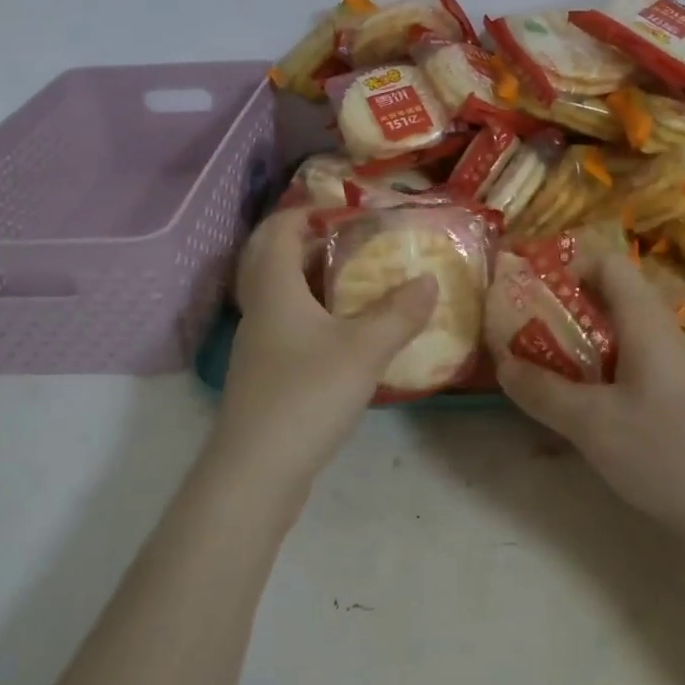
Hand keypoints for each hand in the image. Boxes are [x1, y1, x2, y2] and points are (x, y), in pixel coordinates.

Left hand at [211, 208, 437, 502]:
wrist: (255, 474)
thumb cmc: (306, 394)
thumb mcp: (364, 349)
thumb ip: (400, 313)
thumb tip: (428, 280)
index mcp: (275, 288)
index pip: (277, 229)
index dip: (306, 212)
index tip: (344, 211)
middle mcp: (260, 309)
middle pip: (277, 259)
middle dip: (314, 245)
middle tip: (357, 244)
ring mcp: (259, 345)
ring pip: (284, 295)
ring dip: (317, 282)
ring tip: (361, 284)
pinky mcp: (265, 375)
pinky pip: (290, 326)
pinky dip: (316, 316)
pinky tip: (348, 335)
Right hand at [496, 253, 684, 544]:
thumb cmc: (674, 454)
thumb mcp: (596, 425)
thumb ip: (545, 392)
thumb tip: (503, 363)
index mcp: (644, 322)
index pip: (607, 264)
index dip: (566, 267)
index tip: (527, 291)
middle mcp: (660, 336)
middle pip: (607, 302)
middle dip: (559, 314)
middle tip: (519, 335)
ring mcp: (672, 372)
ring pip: (615, 342)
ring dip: (575, 351)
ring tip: (536, 373)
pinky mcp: (678, 405)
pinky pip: (628, 374)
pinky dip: (596, 382)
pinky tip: (577, 415)